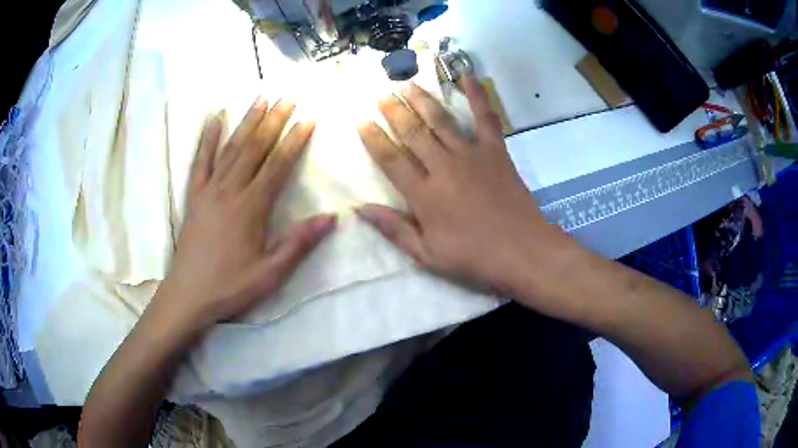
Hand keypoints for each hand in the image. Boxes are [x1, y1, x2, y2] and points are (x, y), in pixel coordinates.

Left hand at [158, 97, 336, 329]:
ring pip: (231, 148)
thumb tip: (331, 218)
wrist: (188, 294)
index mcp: (251, 207)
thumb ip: (298, 243)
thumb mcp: (270, 273)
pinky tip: (214, 119)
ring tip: (260, 99)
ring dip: (247, 122)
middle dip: (273, 121)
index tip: (308, 120)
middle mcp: (230, 190)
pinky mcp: (194, 196)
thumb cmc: (230, 285)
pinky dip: (207, 138)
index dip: (294, 141)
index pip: (277, 165)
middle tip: (288, 98)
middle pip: (255, 148)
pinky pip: (200, 161)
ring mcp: (209, 190)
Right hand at [356, 75, 574, 294]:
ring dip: (422, 99)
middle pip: (413, 132)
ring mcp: (471, 155)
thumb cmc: (473, 258)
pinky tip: (467, 75)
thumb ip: (394, 229)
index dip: (373, 138)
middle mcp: (443, 166)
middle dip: (394, 111)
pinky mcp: (495, 151)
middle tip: (381, 94)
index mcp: (424, 194)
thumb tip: (360, 208)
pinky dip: (477, 95)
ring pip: (440, 120)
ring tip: (407, 83)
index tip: (361, 120)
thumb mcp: (427, 255)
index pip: (391, 159)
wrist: (523, 251)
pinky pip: (485, 117)